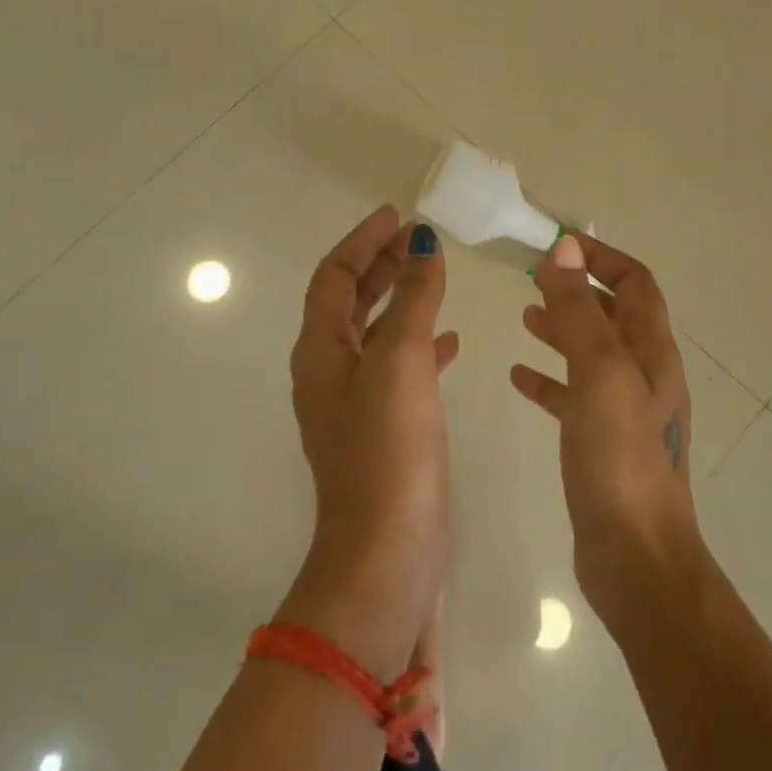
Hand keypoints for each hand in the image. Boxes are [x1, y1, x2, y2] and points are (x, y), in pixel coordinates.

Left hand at [281, 206, 456, 675]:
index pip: (335, 277)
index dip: (363, 241)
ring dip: (400, 300)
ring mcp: (355, 405)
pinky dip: (419, 345)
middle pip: (350, 301)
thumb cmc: (389, 450)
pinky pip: (398, 369)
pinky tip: (450, 342)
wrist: (387, 556)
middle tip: (416, 238)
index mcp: (320, 351)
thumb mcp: (399, 361)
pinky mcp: (382, 431)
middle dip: (381, 264)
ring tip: (434, 277)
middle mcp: (328, 373)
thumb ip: (411, 298)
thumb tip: (420, 241)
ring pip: (376, 333)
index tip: (396, 215)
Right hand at [511, 232, 703, 626]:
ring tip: (524, 316)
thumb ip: (579, 311)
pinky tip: (518, 377)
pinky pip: (573, 395)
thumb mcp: (598, 373)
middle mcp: (644, 375)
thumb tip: (565, 249)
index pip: (635, 283)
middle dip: (577, 289)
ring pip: (591, 353)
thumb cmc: (619, 459)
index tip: (555, 246)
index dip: (600, 258)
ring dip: (562, 328)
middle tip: (531, 278)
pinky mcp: (602, 443)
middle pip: (613, 315)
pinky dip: (548, 378)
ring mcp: (625, 412)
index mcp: (652, 352)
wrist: (636, 559)